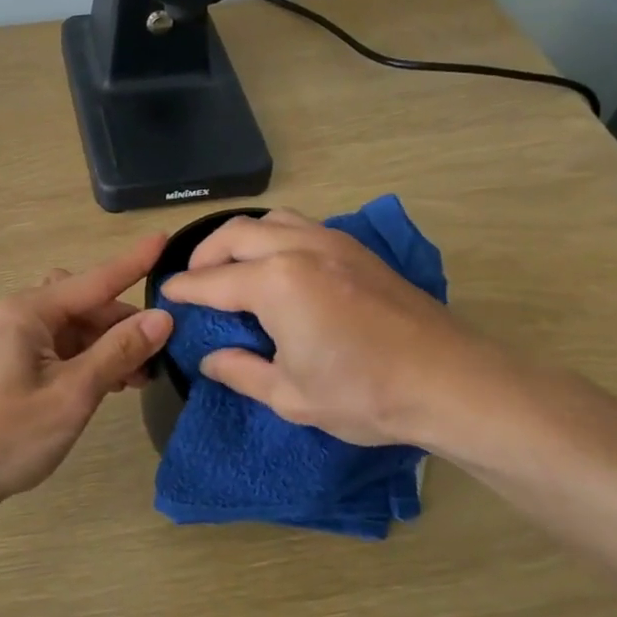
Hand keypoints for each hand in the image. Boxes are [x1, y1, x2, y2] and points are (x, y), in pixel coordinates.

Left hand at [0, 236, 174, 504]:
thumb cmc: (8, 433)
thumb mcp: (72, 394)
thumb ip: (118, 353)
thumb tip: (162, 318)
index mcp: (29, 312)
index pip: (94, 280)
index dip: (132, 262)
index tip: (164, 238)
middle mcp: (21, 315)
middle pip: (86, 303)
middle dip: (124, 322)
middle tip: (161, 352)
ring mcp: (17, 340)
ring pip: (77, 326)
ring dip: (110, 344)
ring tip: (142, 376)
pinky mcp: (17, 363)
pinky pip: (64, 347)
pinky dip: (91, 359)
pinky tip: (114, 383)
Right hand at [159, 210, 506, 450]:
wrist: (450, 382)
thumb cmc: (364, 394)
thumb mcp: (290, 396)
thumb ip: (241, 371)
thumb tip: (211, 358)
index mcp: (276, 283)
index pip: (213, 281)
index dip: (184, 289)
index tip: (166, 293)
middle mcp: (300, 249)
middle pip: (236, 234)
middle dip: (206, 253)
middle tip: (195, 280)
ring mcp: (334, 243)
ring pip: (272, 220)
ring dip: (242, 237)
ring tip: (234, 266)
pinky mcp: (359, 250)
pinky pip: (302, 226)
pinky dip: (275, 236)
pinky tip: (280, 266)